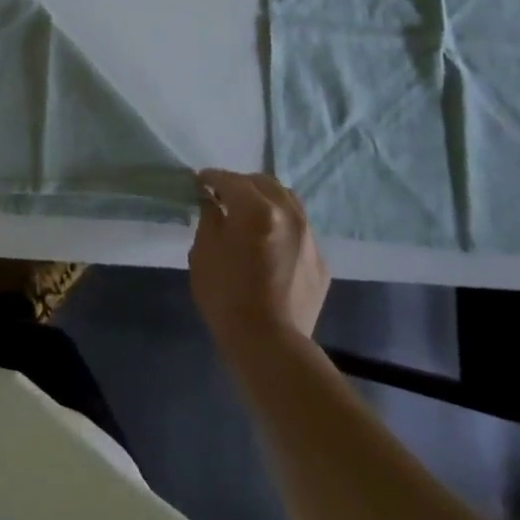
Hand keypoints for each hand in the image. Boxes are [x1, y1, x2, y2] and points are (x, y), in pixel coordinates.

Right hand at [188, 170, 329, 355]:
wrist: (269, 342)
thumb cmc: (226, 295)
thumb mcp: (203, 252)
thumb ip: (209, 218)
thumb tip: (212, 201)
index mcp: (256, 209)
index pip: (230, 180)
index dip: (211, 178)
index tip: (198, 182)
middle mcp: (289, 215)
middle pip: (264, 183)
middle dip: (241, 184)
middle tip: (223, 197)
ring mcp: (310, 238)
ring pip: (288, 202)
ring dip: (266, 200)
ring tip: (249, 215)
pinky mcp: (321, 261)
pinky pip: (299, 231)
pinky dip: (281, 227)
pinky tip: (269, 245)